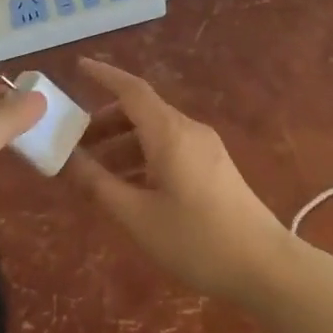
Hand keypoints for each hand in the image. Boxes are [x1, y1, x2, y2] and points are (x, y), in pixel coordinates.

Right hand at [65, 59, 293, 301]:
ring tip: (95, 172)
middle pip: (142, 111)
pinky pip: (171, 148)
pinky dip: (144, 157)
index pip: (132, 90)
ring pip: (156, 132)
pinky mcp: (214, 167)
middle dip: (106, 122)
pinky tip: (130, 186)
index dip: (104, 75)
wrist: (265, 266)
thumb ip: (99, 184)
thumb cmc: (197, 240)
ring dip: (124, 144)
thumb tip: (67, 159)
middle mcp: (189, 131)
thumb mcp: (138, 216)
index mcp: (170, 133)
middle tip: (75, 143)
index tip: (78, 66)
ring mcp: (206, 148)